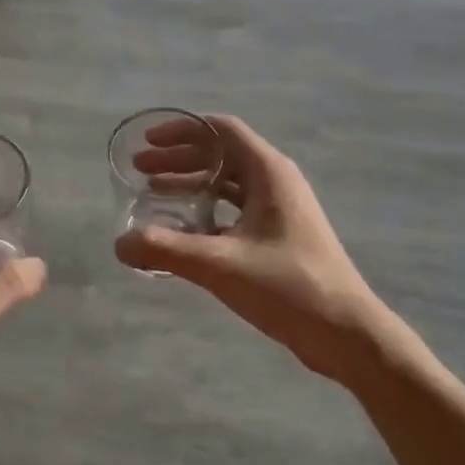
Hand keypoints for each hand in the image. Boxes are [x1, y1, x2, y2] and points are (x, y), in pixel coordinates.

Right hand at [115, 114, 376, 380]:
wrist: (346, 333)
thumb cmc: (287, 286)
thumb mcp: (220, 264)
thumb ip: (166, 250)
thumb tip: (119, 244)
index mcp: (268, 172)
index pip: (220, 130)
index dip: (181, 131)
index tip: (147, 142)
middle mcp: (275, 181)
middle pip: (220, 154)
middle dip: (178, 158)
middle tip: (140, 170)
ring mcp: (280, 209)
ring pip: (227, 183)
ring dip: (190, 184)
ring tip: (152, 195)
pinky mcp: (280, 235)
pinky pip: (235, 208)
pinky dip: (206, 210)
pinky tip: (183, 231)